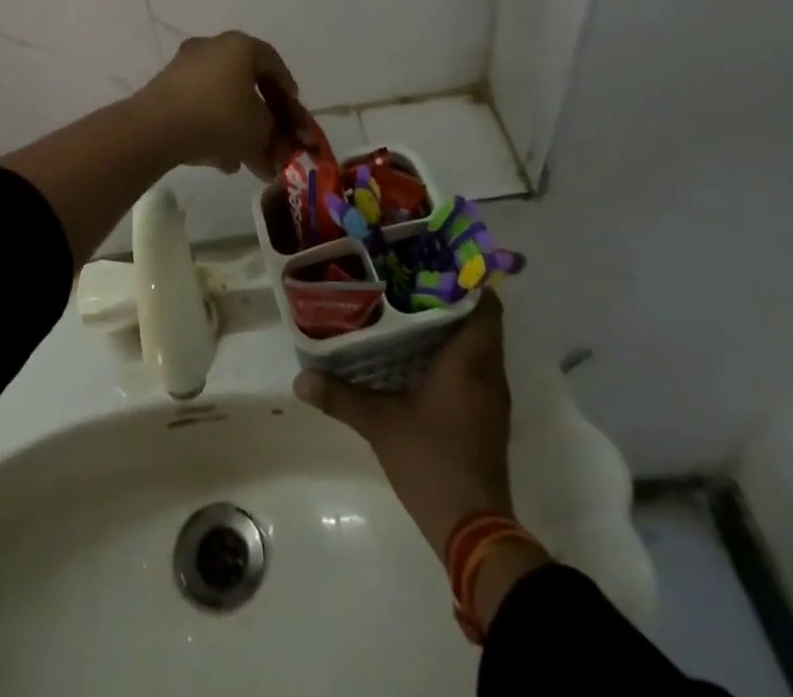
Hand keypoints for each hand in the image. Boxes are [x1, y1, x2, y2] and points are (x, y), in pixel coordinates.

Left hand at [136, 31, 300, 178]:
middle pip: (246, 81)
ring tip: (245, 158)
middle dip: (261, 114)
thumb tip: (274, 156)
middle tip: (271, 137)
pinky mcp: (165, 87)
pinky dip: (213, 126)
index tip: (292, 111)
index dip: (286, 89)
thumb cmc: (219, 119)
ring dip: (237, 125)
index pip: (272, 62)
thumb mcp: (258, 132)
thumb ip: (274, 140)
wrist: (156, 128)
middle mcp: (211, 47)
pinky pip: (199, 105)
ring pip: (222, 96)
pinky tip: (220, 159)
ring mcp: (184, 66)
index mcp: (239, 46)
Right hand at [295, 292, 515, 558]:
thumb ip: (341, 396)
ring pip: (479, 347)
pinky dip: (455, 356)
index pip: (485, 304)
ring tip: (410, 313)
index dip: (465, 280)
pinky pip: (477, 370)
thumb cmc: (431, 460)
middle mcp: (489, 372)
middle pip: (480, 321)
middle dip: (450, 300)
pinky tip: (421, 358)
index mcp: (470, 361)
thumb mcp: (380, 423)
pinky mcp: (488, 418)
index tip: (433, 265)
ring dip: (453, 329)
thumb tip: (300, 379)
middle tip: (410, 283)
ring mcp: (492, 398)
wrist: (473, 528)